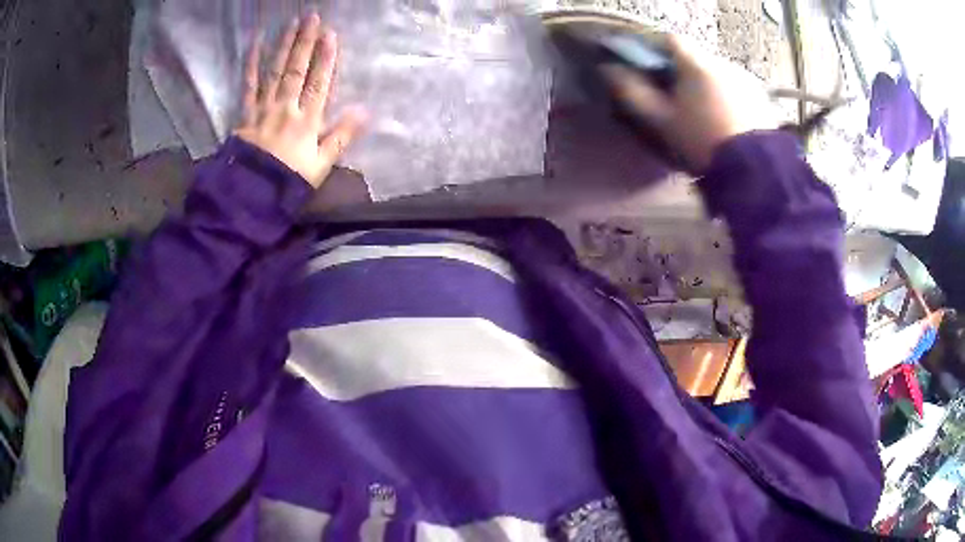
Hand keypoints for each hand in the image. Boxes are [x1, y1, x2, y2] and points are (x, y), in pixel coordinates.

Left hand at [235, 14, 365, 187]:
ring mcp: (263, 110)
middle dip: (305, 42)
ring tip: (291, 23)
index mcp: (306, 120)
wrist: (251, 197)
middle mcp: (285, 108)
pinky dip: (251, 65)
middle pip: (296, 71)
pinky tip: (255, 46)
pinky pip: (248, 87)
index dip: (325, 58)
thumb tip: (365, 112)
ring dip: (283, 46)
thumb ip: (342, 137)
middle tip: (312, 17)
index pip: (318, 83)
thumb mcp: (321, 166)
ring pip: (274, 73)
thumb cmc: (289, 183)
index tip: (330, 34)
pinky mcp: (245, 116)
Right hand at [605, 35, 775, 173]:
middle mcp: (723, 62)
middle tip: (677, 97)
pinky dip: (727, 95)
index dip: (656, 50)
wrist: (755, 170)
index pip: (670, 40)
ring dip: (707, 83)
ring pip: (717, 72)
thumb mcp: (662, 121)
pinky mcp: (761, 97)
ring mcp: (746, 79)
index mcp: (697, 64)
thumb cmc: (703, 142)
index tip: (649, 68)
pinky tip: (727, 118)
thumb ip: (633, 92)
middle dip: (683, 70)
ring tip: (705, 111)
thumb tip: (609, 70)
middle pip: (696, 57)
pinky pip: (736, 86)